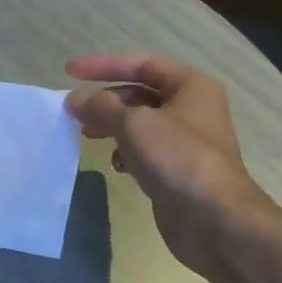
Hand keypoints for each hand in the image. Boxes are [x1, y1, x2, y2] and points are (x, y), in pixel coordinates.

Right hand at [65, 54, 277, 275]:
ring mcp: (185, 142)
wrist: (212, 218)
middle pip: (140, 94)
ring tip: (86, 136)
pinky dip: (126, 153)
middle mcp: (191, 108)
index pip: (141, 64)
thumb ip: (101, 108)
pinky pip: (144, 152)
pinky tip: (115, 165)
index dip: (103, 65)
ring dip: (112, 127)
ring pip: (140, 125)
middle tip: (74, 112)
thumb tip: (75, 101)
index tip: (69, 72)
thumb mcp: (134, 124)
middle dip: (105, 101)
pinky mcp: (177, 170)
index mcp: (190, 86)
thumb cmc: (177, 158)